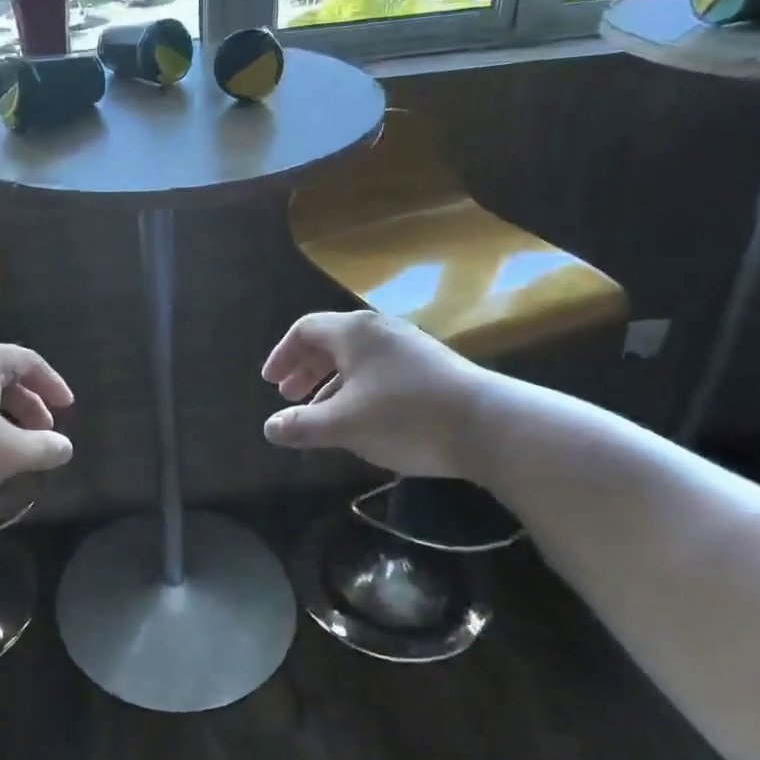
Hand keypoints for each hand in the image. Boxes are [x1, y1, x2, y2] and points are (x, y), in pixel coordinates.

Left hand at [0, 343, 74, 515]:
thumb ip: (43, 448)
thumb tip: (65, 446)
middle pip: (1, 373)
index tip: (67, 408)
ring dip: (2, 413)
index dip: (52, 384)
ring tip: (14, 443)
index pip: (28, 361)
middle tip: (44, 431)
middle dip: (28, 403)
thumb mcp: (7, 454)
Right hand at [260, 311, 490, 479]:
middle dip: (305, 370)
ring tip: (319, 413)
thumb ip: (301, 425)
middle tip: (289, 396)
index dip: (282, 355)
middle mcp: (380, 331)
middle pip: (330, 342)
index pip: (305, 331)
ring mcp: (409, 347)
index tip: (270, 383)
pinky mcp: (431, 367)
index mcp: (353, 332)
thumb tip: (269, 428)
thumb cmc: (404, 417)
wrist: (489, 426)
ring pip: (357, 359)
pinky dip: (357, 388)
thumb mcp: (343, 425)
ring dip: (330, 383)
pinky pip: (380, 370)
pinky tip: (360, 418)